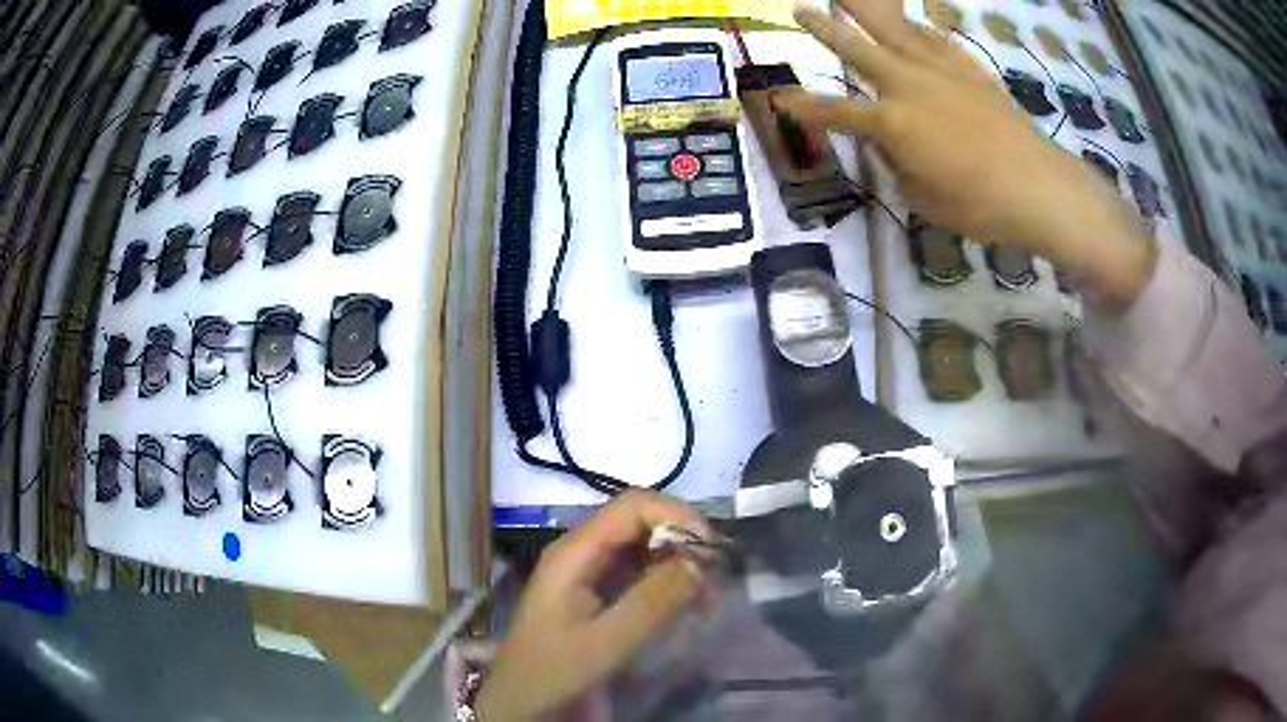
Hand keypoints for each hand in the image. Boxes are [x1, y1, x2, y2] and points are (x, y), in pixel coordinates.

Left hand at [475, 491, 711, 720]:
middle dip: (681, 540)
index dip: (676, 516)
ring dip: (677, 562)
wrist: (520, 701)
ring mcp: (587, 571)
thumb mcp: (605, 642)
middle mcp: (581, 551)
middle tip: (714, 576)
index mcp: (574, 553)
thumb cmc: (554, 671)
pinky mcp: (594, 591)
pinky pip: (636, 571)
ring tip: (706, 596)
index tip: (710, 549)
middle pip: (639, 522)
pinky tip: (685, 604)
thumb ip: (652, 601)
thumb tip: (699, 561)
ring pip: (641, 547)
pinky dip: (665, 581)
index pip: (632, 506)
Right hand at [777, 0, 1156, 308]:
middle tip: (800, 7)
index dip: (804, 107)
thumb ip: (897, 164)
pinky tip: (913, 21)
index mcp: (892, 124)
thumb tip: (887, 143)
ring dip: (868, 9)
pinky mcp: (969, 70)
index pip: (835, 112)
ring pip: (895, 29)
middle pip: (857, 47)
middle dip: (824, 27)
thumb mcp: (924, 197)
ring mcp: (941, 71)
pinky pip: (937, 39)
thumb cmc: (978, 204)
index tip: (777, 98)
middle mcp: (908, 85)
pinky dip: (919, 28)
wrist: (1038, 186)